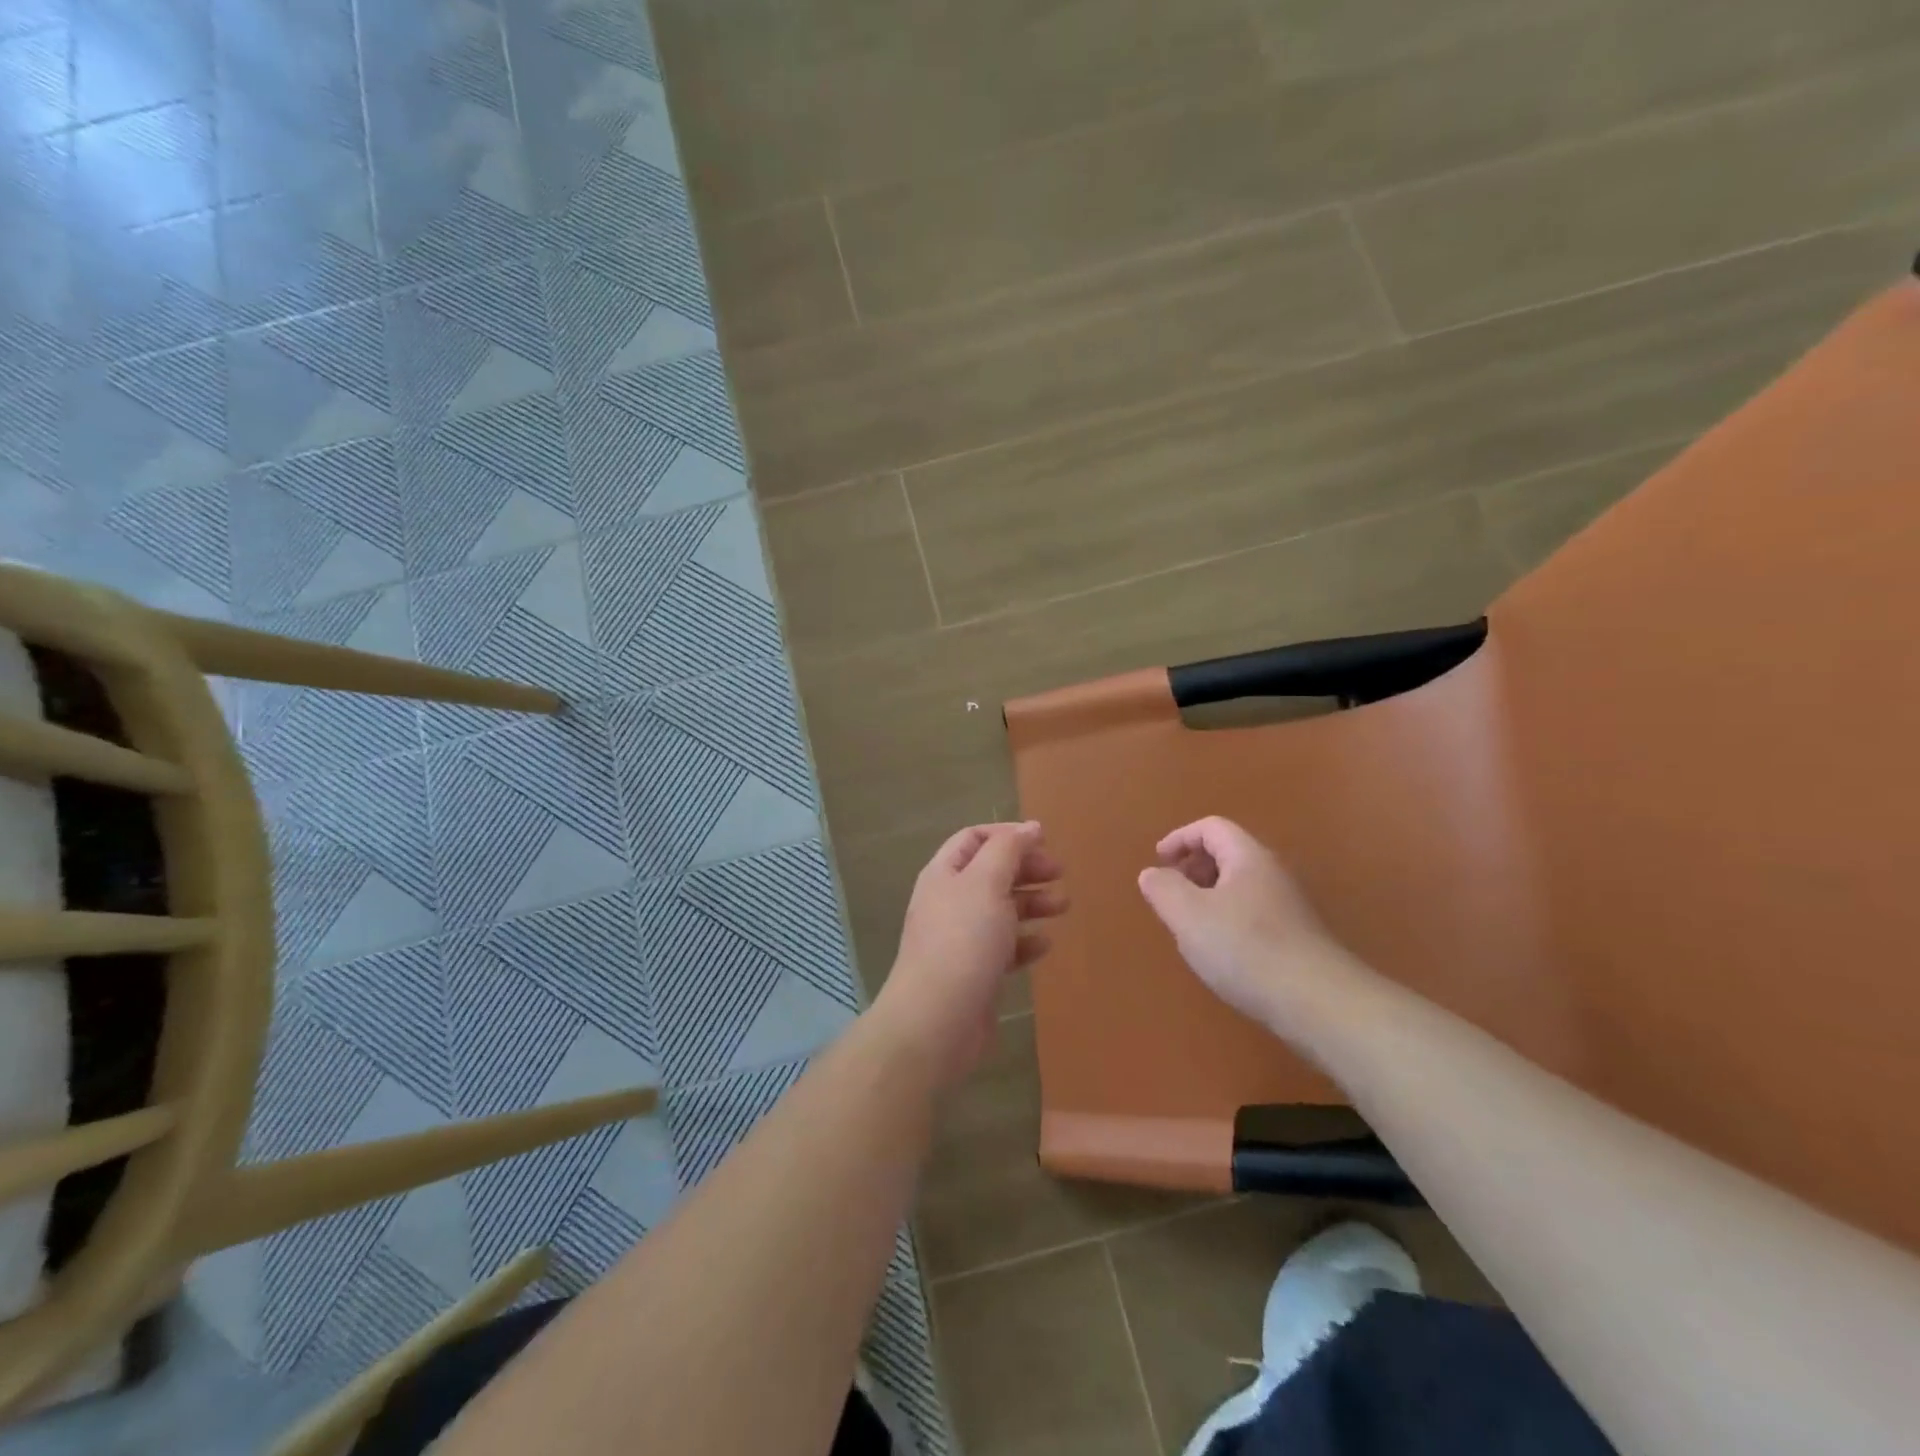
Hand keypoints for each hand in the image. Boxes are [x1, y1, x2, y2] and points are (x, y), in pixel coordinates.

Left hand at [872, 822, 1065, 1088]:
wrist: (938, 1019)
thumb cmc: (963, 940)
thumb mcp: (987, 882)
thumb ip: (1008, 849)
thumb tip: (1030, 827)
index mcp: (944, 874)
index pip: (974, 838)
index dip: (1008, 834)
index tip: (1044, 841)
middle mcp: (949, 901)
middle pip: (991, 872)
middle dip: (1026, 869)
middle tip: (1059, 873)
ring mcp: (960, 938)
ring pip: (1000, 909)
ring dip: (1032, 903)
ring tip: (1063, 906)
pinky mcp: (974, 971)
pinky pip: (1003, 947)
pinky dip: (1024, 941)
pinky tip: (1044, 945)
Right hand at [1136, 816, 1335, 1022]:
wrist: (1317, 1002)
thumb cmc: (1245, 948)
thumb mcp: (1188, 915)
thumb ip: (1163, 888)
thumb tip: (1152, 873)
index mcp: (1248, 857)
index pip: (1211, 827)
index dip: (1179, 838)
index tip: (1158, 862)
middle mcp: (1272, 873)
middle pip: (1227, 853)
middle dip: (1193, 867)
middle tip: (1171, 894)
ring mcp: (1288, 906)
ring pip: (1239, 886)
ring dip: (1208, 896)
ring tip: (1190, 926)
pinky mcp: (1295, 937)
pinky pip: (1252, 913)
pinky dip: (1227, 919)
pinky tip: (1221, 952)